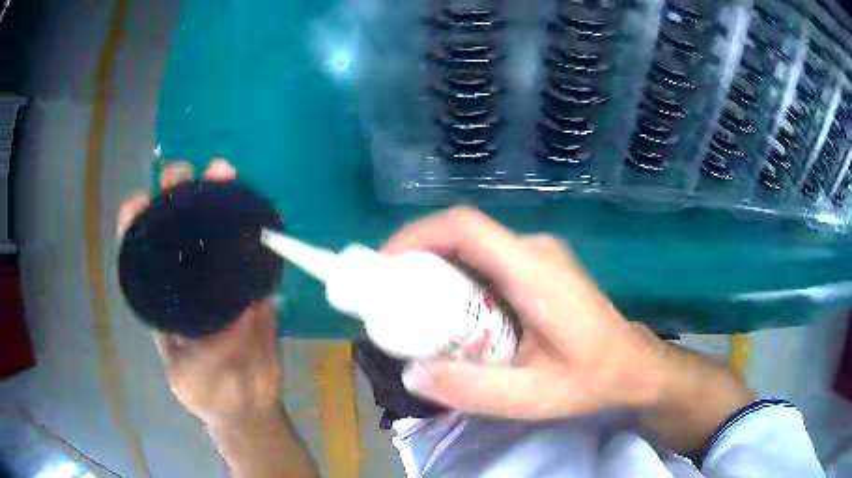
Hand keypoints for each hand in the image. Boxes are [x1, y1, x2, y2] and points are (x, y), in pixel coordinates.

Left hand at [117, 159, 282, 426]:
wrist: (247, 404)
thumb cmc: (208, 395)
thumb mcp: (194, 380)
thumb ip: (210, 353)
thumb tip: (240, 313)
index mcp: (160, 297)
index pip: (141, 250)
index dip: (136, 222)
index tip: (142, 201)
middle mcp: (185, 279)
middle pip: (176, 227)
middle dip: (177, 194)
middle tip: (186, 175)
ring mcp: (219, 278)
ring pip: (214, 230)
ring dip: (218, 198)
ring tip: (225, 173)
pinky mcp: (250, 284)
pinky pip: (251, 251)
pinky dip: (253, 226)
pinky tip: (257, 206)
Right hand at [384, 207, 663, 419]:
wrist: (631, 365)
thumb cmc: (589, 378)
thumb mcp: (531, 397)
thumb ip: (471, 389)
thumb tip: (411, 374)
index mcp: (533, 270)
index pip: (465, 228)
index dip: (417, 236)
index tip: (384, 266)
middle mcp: (534, 249)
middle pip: (463, 234)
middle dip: (419, 256)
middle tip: (391, 296)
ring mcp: (539, 254)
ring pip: (473, 245)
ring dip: (436, 267)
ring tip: (414, 307)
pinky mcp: (540, 265)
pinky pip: (487, 258)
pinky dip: (458, 275)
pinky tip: (452, 312)